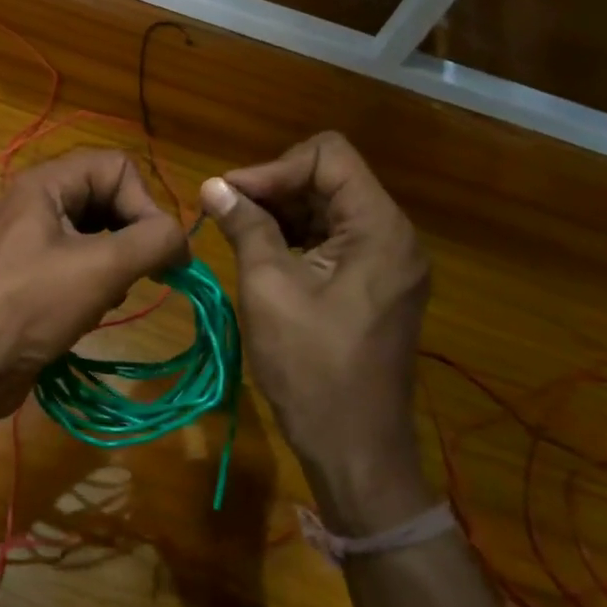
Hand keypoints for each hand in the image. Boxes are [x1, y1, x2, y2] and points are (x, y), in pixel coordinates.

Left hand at [0, 149, 188, 421]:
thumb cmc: (25, 307)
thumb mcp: (99, 269)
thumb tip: (182, 239)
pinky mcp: (31, 278)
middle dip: (132, 237)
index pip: (118, 168)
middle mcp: (39, 204)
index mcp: (46, 184)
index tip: (159, 252)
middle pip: (109, 199)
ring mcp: (32, 242)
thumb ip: (152, 242)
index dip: (145, 204)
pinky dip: (95, 286)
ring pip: (98, 236)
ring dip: (116, 266)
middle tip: (140, 276)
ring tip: (106, 297)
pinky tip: (88, 315)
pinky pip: (80, 266)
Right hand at [201, 132, 433, 532]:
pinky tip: (261, 254)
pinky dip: (296, 238)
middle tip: (225, 212)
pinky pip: (334, 241)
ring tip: (235, 231)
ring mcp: (387, 262)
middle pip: (330, 179)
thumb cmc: (311, 368)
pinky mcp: (375, 285)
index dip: (275, 167)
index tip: (230, 194)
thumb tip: (213, 185)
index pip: (328, 155)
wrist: (355, 450)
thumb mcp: (269, 288)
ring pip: (329, 209)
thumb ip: (246, 226)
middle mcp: (393, 236)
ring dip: (281, 213)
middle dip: (274, 188)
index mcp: (378, 229)